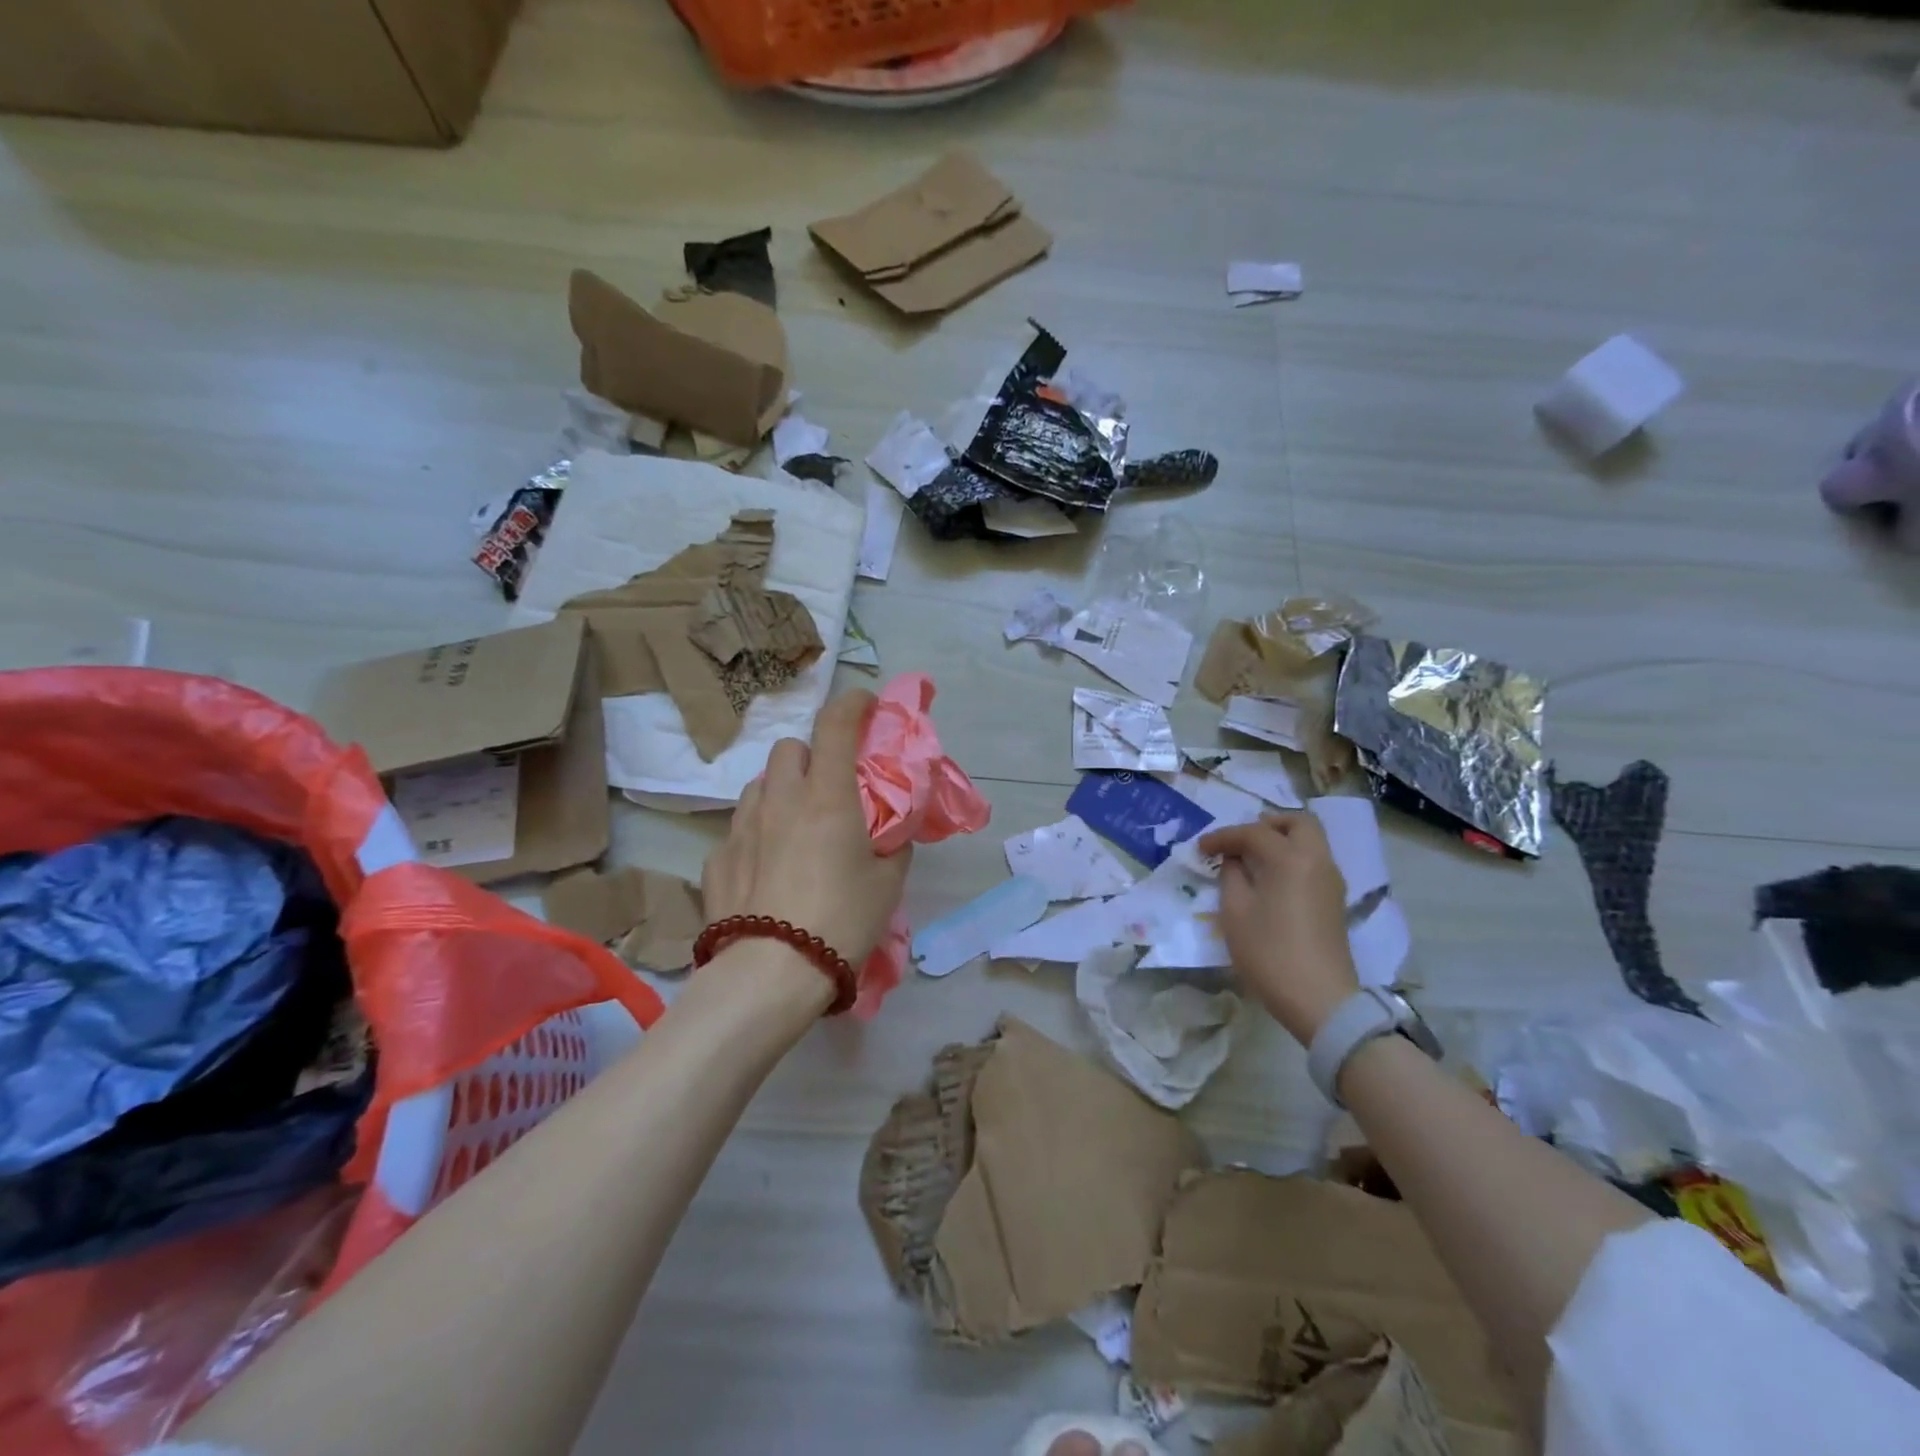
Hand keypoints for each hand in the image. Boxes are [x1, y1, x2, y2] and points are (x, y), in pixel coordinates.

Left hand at [701, 689, 910, 970]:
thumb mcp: (887, 883)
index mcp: (826, 797)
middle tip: (827, 787)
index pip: (836, 725)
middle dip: (810, 756)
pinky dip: (756, 835)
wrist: (771, 975)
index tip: (866, 704)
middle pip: (788, 749)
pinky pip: (737, 830)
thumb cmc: (842, 921)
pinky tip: (765, 870)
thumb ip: (892, 846)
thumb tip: (890, 834)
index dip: (853, 704)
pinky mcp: (715, 860)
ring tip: (793, 828)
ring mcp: (740, 828)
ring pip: (758, 786)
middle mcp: (779, 801)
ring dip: (779, 792)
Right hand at [1198, 811, 1358, 1045]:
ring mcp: (1331, 881)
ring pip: (1311, 841)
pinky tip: (1270, 879)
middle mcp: (1317, 861)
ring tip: (1252, 858)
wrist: (1319, 999)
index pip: (1253, 832)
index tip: (1201, 848)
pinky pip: (1314, 862)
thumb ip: (1232, 876)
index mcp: (1290, 859)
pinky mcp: (1334, 901)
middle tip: (1241, 839)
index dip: (1223, 837)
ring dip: (1282, 840)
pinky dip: (1292, 858)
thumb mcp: (1235, 912)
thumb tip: (1234, 861)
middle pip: (1298, 823)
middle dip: (1267, 824)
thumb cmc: (1269, 952)